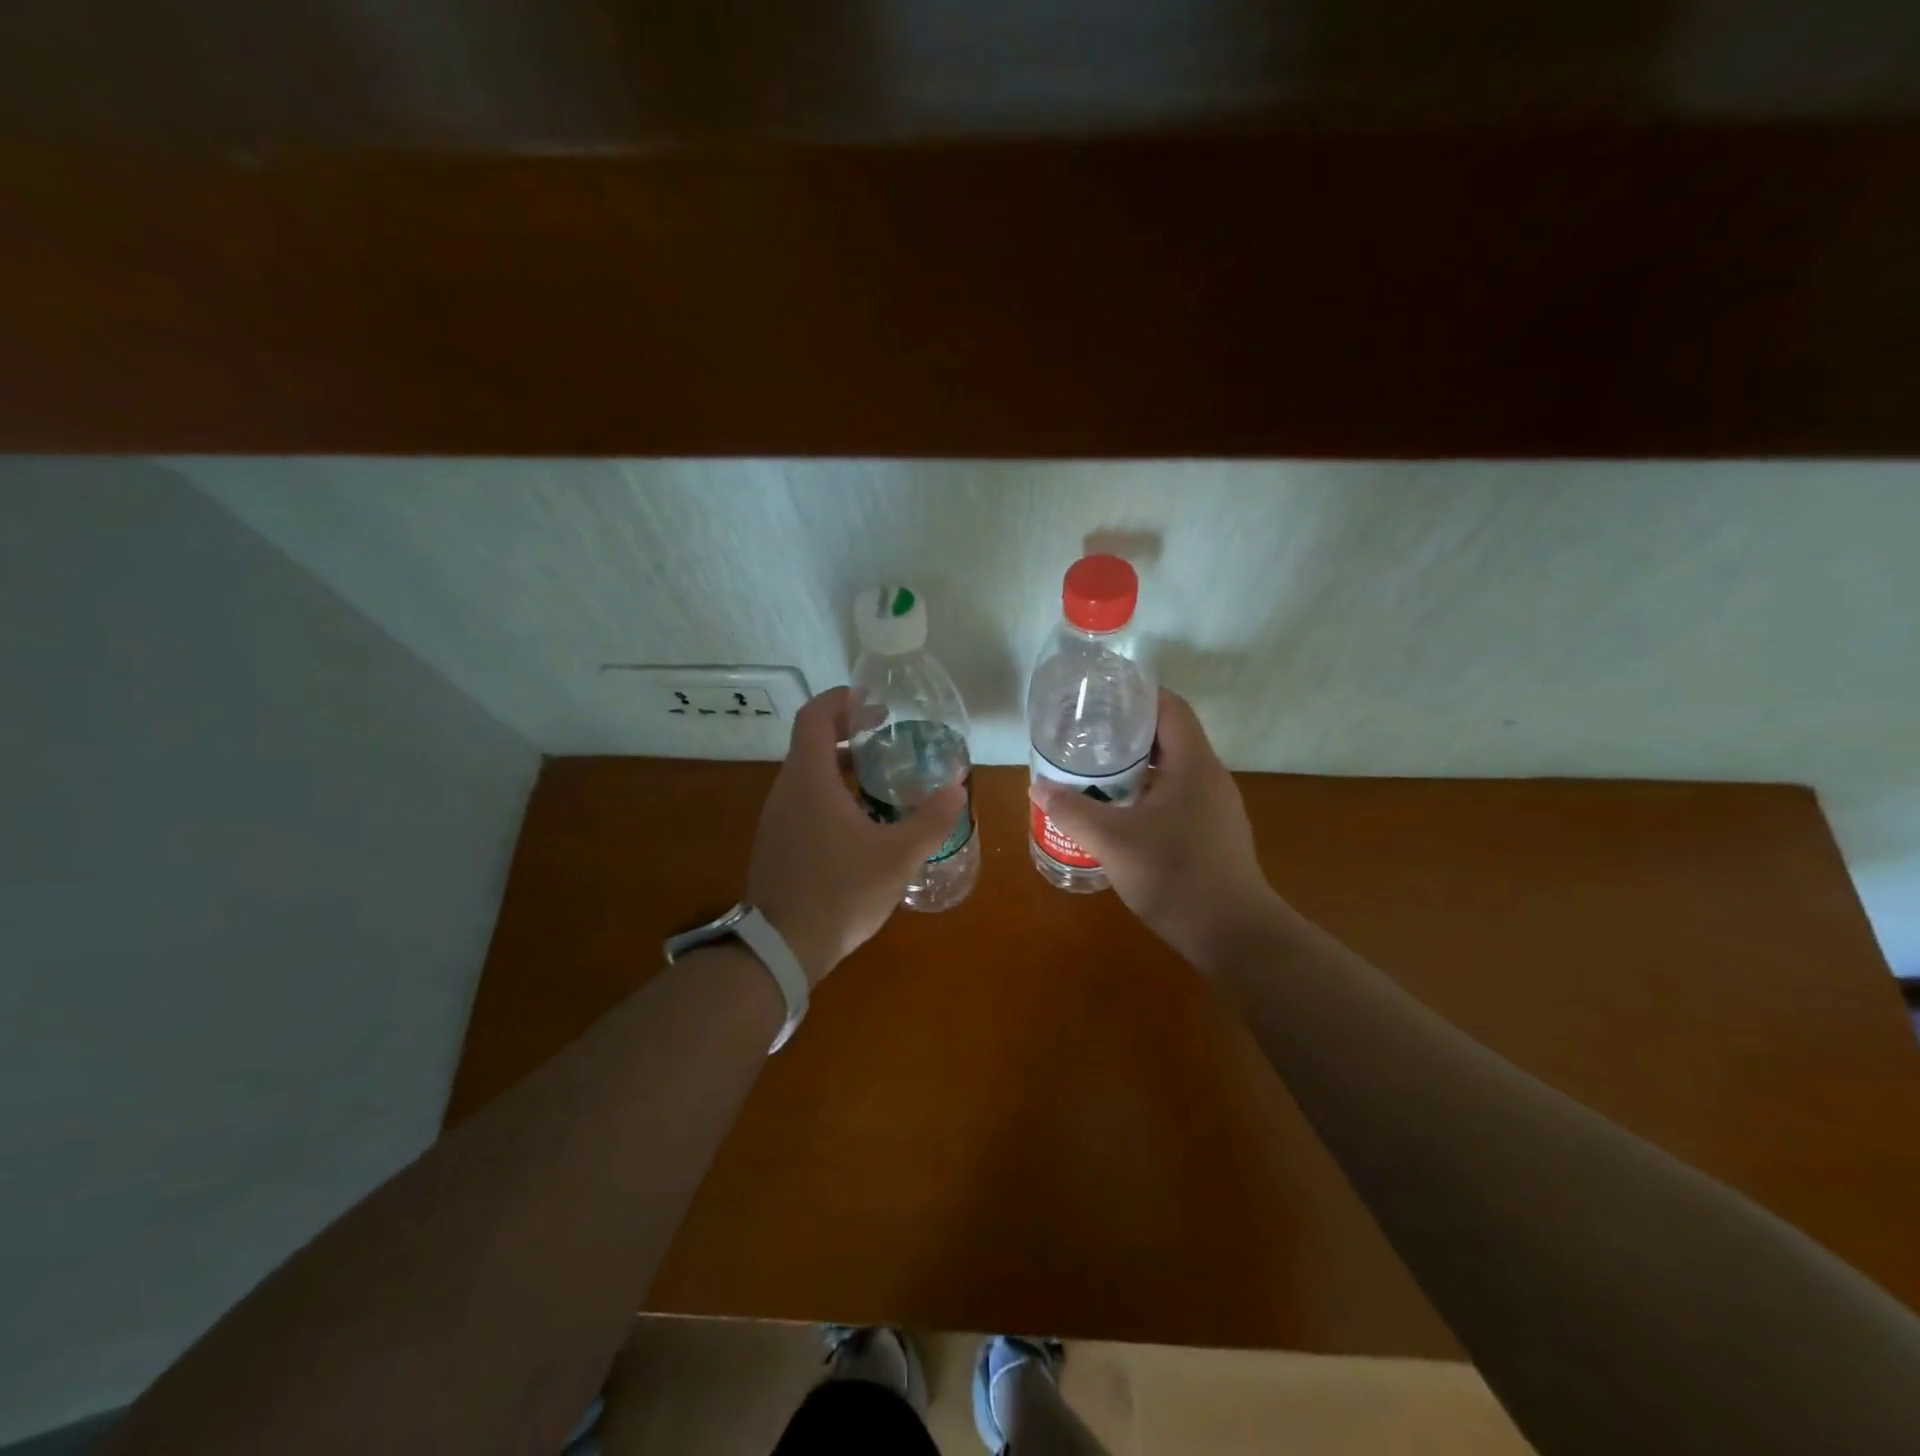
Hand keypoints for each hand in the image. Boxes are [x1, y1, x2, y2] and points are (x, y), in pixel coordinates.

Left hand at [749, 687, 967, 985]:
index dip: (841, 700)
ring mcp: (777, 818)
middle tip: (885, 732)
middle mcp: (786, 790)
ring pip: (808, 774)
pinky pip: (804, 801)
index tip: (871, 700)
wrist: (782, 947)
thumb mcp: (898, 855)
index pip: (814, 716)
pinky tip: (861, 819)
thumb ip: (931, 819)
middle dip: (847, 731)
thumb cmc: (841, 891)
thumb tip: (957, 788)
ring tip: (880, 774)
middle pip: (811, 742)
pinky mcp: (777, 843)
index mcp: (809, 779)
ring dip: (840, 764)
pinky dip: (831, 792)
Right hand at [1033, 689, 1283, 968]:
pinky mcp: (1212, 835)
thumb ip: (1072, 811)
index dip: (1138, 694)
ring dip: (1134, 769)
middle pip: (1168, 737)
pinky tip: (1118, 815)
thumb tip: (1038, 786)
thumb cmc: (1175, 876)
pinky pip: (1176, 798)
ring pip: (1171, 772)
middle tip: (1085, 737)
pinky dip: (1146, 795)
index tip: (1101, 697)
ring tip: (1092, 773)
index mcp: (1194, 764)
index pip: (1170, 707)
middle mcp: (1210, 778)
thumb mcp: (1113, 841)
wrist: (1233, 936)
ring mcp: (1214, 808)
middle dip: (1126, 734)